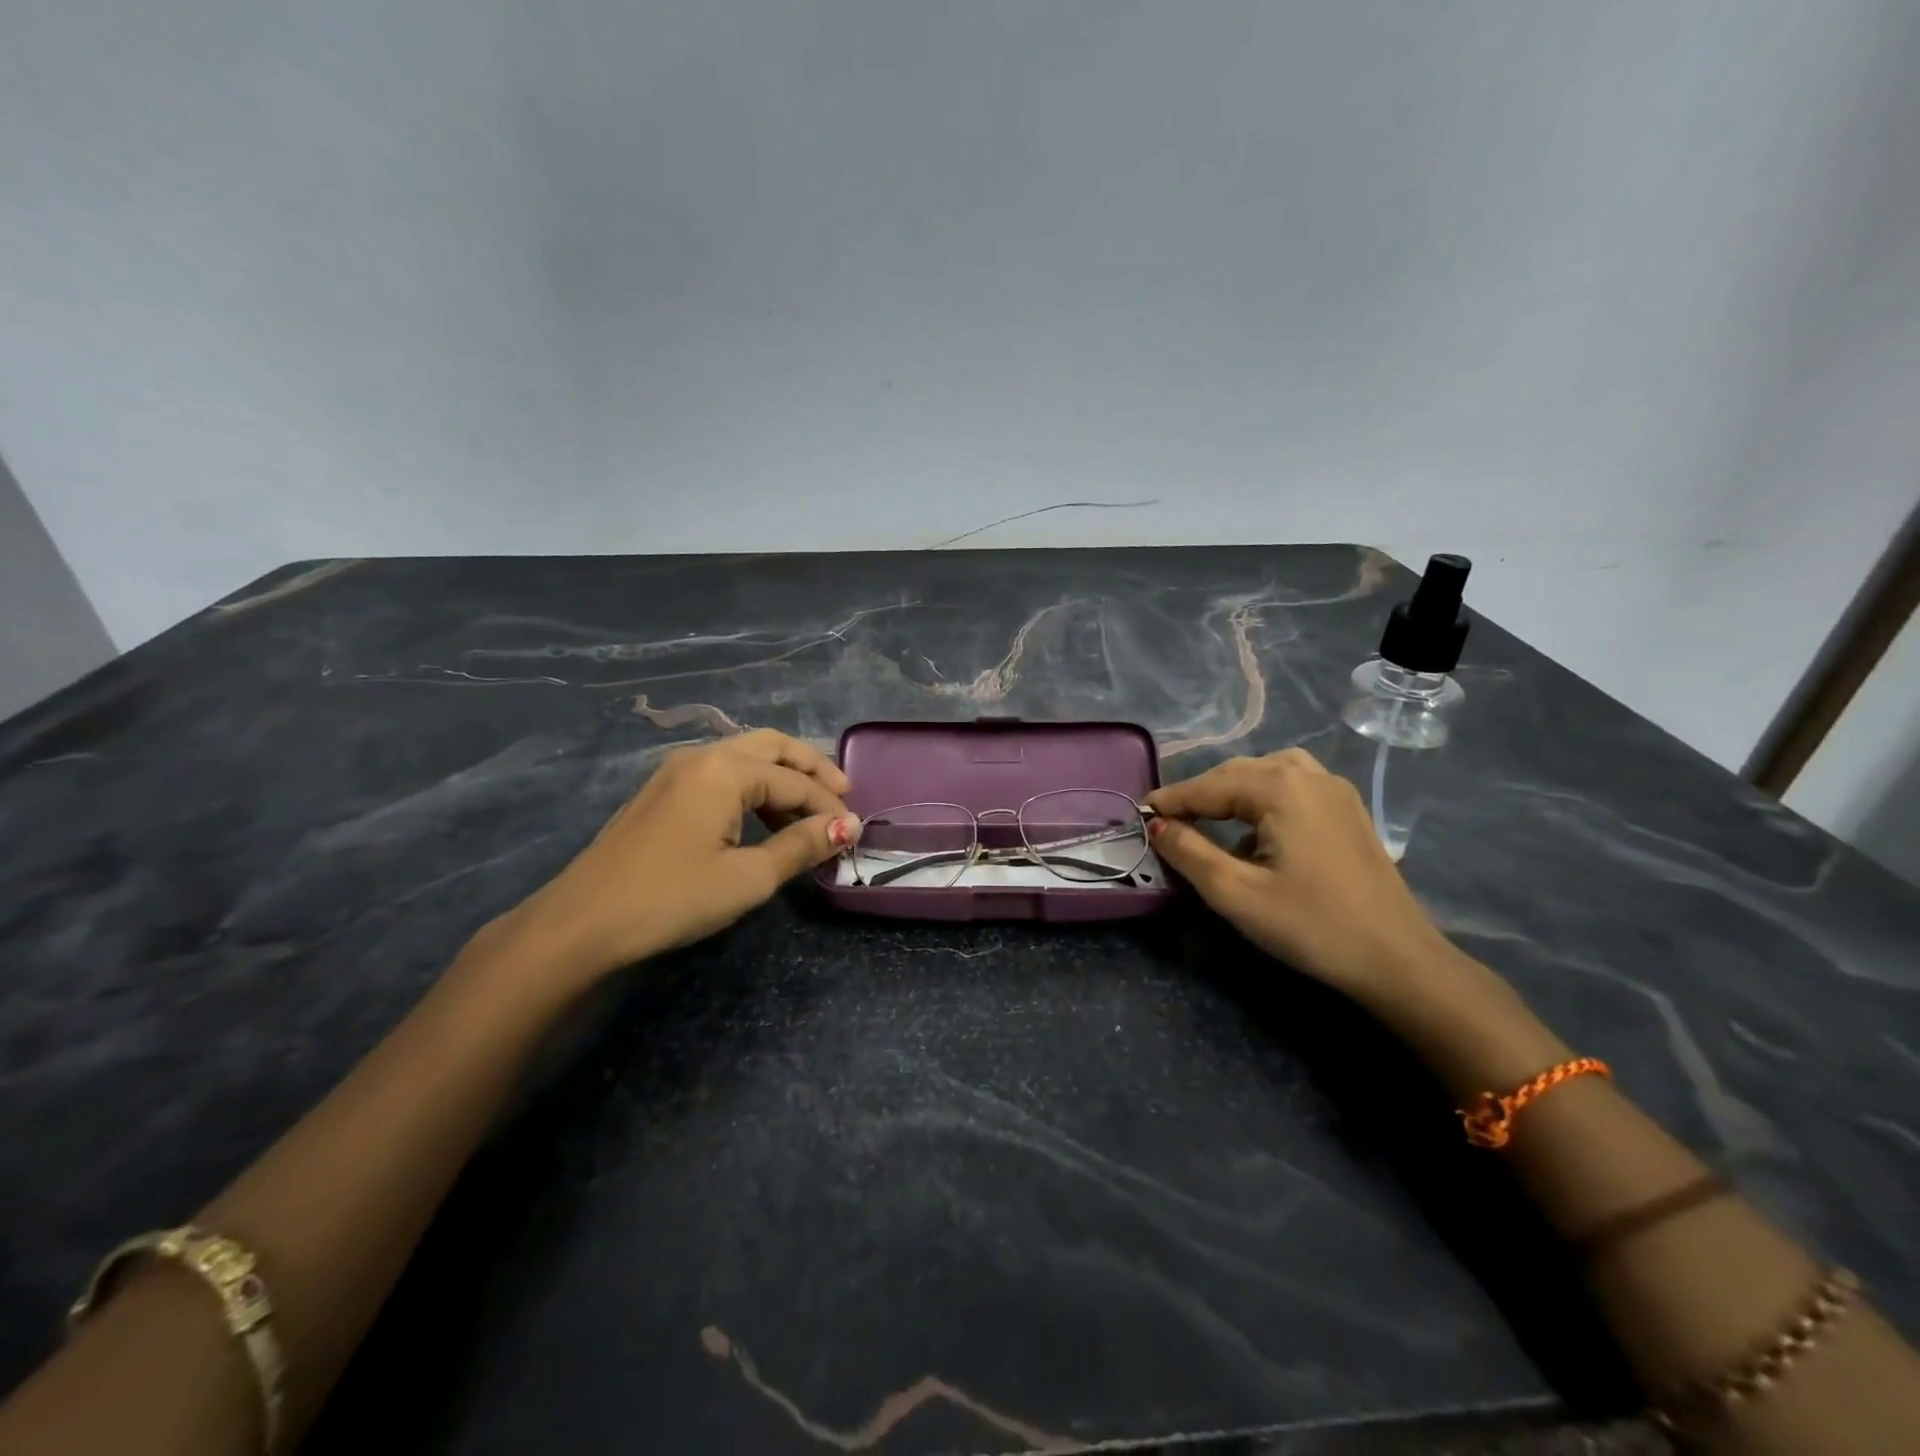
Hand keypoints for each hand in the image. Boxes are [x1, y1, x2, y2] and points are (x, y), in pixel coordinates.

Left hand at [486, 730, 858, 991]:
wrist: (581, 923)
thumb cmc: (672, 898)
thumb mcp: (748, 878)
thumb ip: (801, 846)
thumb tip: (846, 826)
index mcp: (724, 770)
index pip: (794, 781)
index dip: (829, 806)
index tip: (854, 832)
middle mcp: (701, 757)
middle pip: (771, 746)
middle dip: (810, 768)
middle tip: (841, 794)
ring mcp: (675, 771)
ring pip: (744, 756)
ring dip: (781, 777)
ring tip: (806, 814)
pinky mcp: (661, 792)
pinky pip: (720, 773)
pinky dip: (752, 787)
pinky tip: (761, 818)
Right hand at [1145, 748, 1464, 1007]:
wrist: (1398, 961)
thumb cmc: (1311, 926)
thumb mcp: (1236, 894)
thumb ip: (1189, 853)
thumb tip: (1158, 825)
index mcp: (1281, 787)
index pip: (1209, 786)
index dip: (1172, 800)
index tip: (1140, 812)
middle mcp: (1310, 775)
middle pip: (1238, 772)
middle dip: (1201, 793)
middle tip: (1168, 819)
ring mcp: (1336, 791)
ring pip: (1269, 774)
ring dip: (1233, 791)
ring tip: (1209, 817)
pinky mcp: (1350, 811)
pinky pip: (1294, 788)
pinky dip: (1264, 798)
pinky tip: (1256, 831)